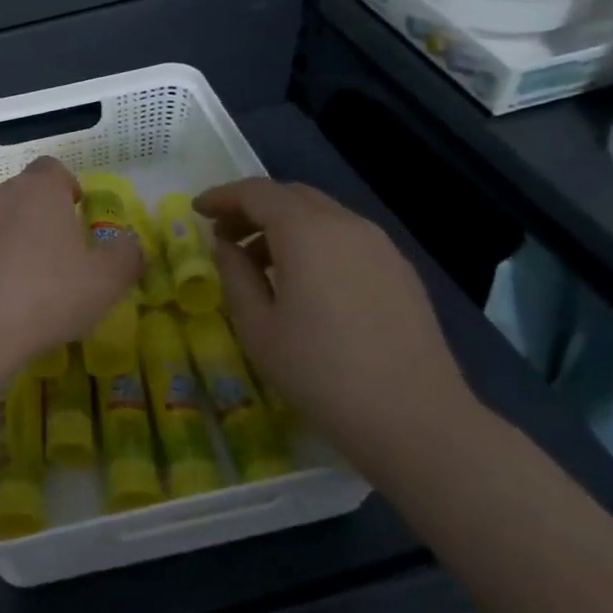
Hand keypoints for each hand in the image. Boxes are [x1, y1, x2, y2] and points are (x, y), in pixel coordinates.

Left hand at [0, 157, 142, 382]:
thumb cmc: (46, 295)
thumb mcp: (106, 281)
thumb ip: (126, 255)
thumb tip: (127, 244)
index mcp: (39, 190)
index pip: (53, 169)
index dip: (67, 187)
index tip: (77, 215)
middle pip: (24, 194)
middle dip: (41, 216)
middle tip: (59, 254)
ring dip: (13, 239)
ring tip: (28, 280)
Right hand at [194, 179, 474, 461]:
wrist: (415, 420)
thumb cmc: (320, 372)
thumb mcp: (257, 327)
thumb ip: (235, 275)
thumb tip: (227, 246)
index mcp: (306, 231)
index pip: (256, 193)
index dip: (222, 197)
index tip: (197, 210)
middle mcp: (346, 224)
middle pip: (291, 196)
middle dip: (252, 208)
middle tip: (224, 235)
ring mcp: (380, 246)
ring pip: (322, 214)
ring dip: (284, 225)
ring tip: (260, 262)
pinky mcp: (401, 271)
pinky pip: (346, 237)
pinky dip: (315, 241)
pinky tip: (305, 281)